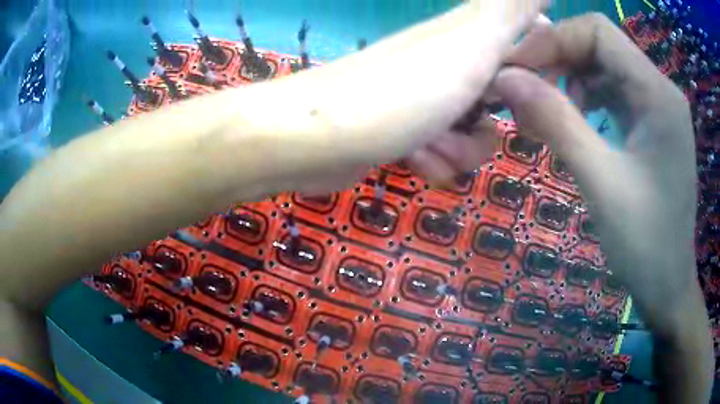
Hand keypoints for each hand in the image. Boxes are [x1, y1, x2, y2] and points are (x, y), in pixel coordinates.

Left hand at [228, 0, 546, 195]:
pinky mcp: (406, 131)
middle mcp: (448, 65)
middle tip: (472, 124)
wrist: (319, 138)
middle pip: (499, 102)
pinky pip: (443, 154)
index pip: (518, 44)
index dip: (533, 70)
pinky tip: (413, 160)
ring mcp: (426, 99)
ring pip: (472, 136)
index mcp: (467, 39)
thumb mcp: (471, 43)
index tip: (536, 92)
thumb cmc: (401, 91)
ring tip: (430, 148)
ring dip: (459, 152)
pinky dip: (433, 163)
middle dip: (493, 125)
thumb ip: (508, 10)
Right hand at [485, 13, 711, 401]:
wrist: (668, 287)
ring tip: (543, 115)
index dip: (553, 39)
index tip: (516, 69)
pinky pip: (613, 95)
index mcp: (658, 94)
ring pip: (604, 69)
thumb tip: (505, 79)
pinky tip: (573, 126)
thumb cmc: (645, 245)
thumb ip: (556, 122)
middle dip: (557, 60)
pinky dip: (586, 101)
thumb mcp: (601, 184)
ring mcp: (658, 108)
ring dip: (569, 82)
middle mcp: (661, 90)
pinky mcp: (652, 126)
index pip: (598, 31)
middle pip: (599, 46)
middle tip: (521, 91)